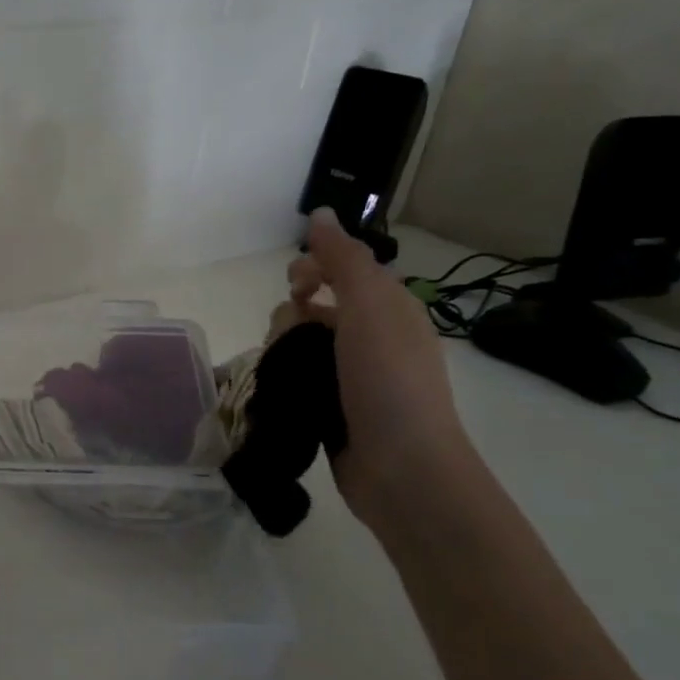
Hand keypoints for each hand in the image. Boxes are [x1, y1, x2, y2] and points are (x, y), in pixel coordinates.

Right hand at [288, 209, 473, 524]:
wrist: (401, 468)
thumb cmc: (387, 381)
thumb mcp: (369, 308)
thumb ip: (343, 259)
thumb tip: (320, 212)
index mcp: (388, 309)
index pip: (343, 270)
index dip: (314, 268)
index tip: (296, 286)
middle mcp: (371, 338)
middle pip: (314, 305)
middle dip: (292, 312)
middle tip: (291, 335)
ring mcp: (351, 376)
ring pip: (299, 343)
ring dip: (283, 346)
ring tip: (284, 369)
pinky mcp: (331, 406)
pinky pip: (297, 376)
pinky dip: (285, 376)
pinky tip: (277, 387)